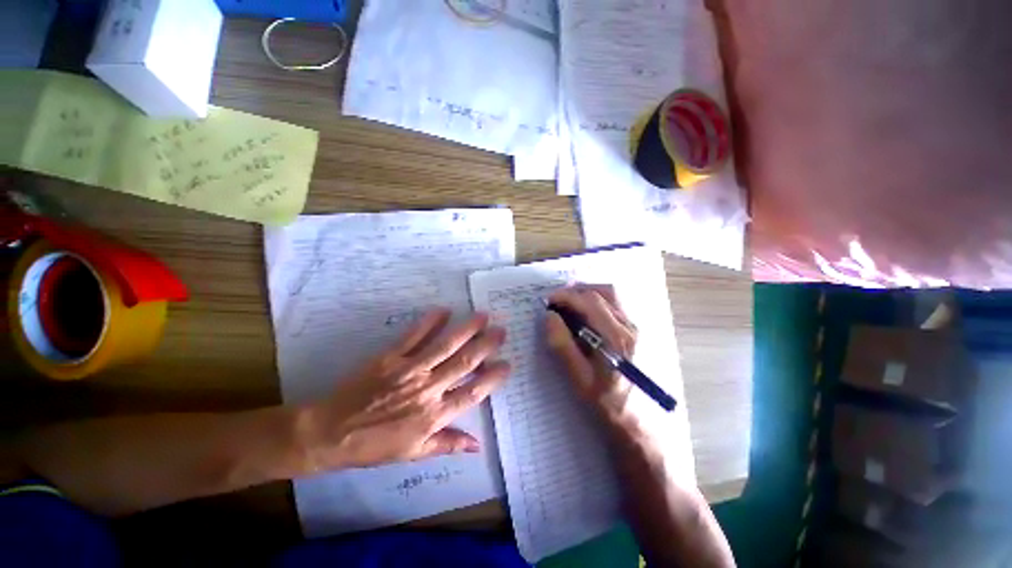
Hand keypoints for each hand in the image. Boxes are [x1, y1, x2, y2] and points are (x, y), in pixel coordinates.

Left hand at [300, 309, 509, 471]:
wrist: (329, 432)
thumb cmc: (373, 446)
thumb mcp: (413, 453)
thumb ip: (447, 444)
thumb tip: (478, 446)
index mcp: (433, 416)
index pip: (472, 394)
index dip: (492, 378)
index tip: (507, 364)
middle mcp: (427, 390)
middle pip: (464, 364)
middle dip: (486, 346)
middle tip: (501, 330)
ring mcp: (409, 370)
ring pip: (445, 346)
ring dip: (466, 330)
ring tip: (483, 316)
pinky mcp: (390, 357)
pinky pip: (414, 336)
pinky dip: (429, 322)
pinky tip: (443, 310)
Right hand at [545, 285, 638, 430]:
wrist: (641, 422)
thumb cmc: (607, 402)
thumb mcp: (579, 378)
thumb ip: (563, 345)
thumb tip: (549, 317)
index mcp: (616, 338)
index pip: (589, 302)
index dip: (566, 296)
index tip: (549, 301)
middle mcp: (631, 327)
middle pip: (604, 291)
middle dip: (578, 290)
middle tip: (559, 301)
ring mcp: (637, 328)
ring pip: (612, 296)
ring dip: (589, 294)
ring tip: (571, 306)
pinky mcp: (638, 332)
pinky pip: (617, 305)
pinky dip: (598, 302)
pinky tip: (587, 316)